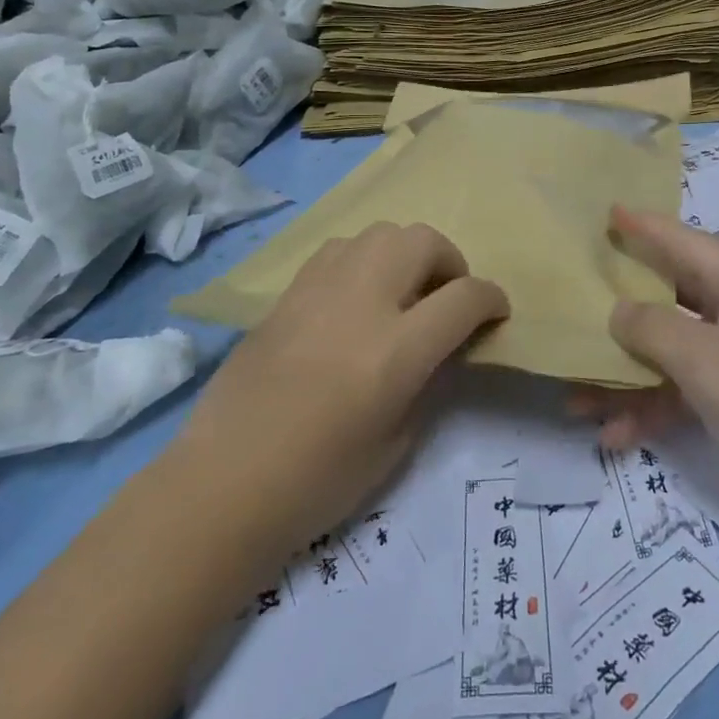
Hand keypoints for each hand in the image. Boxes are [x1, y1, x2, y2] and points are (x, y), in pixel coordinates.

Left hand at [174, 221, 509, 550]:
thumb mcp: (398, 443)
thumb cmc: (317, 482)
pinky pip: (340, 249)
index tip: (495, 312)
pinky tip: (355, 296)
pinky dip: (364, 260)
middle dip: (450, 261)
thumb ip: (427, 381)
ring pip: (380, 233)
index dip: (491, 299)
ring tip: (401, 291)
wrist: (222, 485)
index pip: (464, 297)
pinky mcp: (287, 292)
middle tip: (446, 297)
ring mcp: (320, 290)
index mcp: (396, 349)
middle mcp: (362, 302)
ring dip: (405, 254)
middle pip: (423, 241)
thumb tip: (440, 347)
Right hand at [572, 206, 718, 531]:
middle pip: (671, 295)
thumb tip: (618, 310)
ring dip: (629, 375)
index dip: (644, 226)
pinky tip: (615, 436)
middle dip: (622, 310)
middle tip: (577, 299)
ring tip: (577, 400)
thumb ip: (652, 328)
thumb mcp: (706, 361)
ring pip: (674, 349)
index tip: (607, 211)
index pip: (683, 241)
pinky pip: (689, 388)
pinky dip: (656, 406)